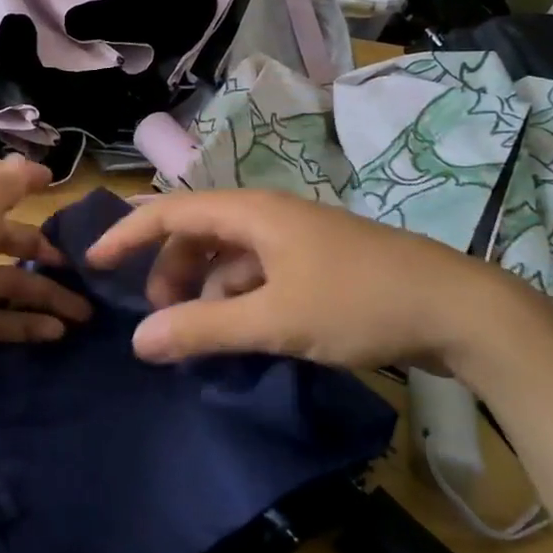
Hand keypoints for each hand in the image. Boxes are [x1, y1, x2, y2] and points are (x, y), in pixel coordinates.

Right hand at [86, 189, 552, 381]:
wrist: (458, 309)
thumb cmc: (358, 302)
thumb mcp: (274, 320)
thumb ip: (202, 330)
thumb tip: (139, 341)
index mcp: (252, 211)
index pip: (170, 211)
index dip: (128, 233)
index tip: (94, 262)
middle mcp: (268, 215)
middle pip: (198, 232)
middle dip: (169, 270)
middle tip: (158, 318)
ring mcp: (296, 239)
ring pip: (229, 256)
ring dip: (205, 289)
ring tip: (201, 334)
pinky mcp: (317, 265)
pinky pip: (258, 274)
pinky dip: (239, 299)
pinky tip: (244, 332)